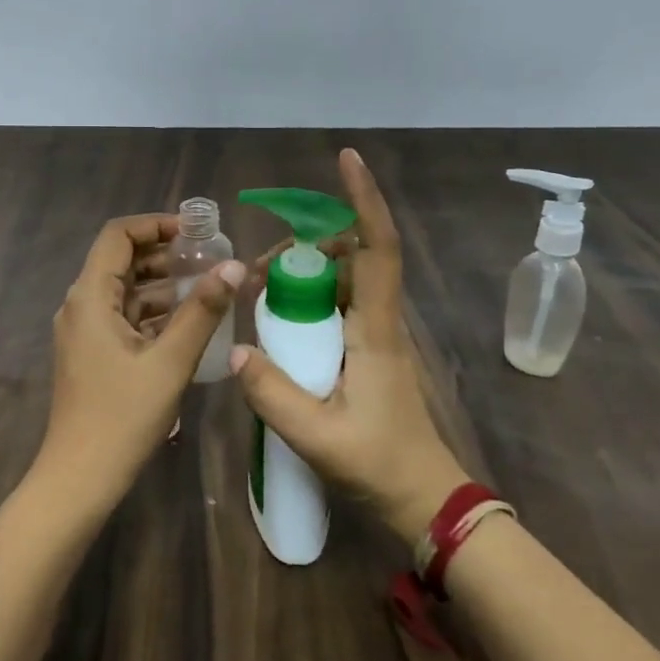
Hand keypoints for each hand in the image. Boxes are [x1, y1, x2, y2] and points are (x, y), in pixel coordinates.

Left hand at [36, 212, 243, 511]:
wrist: (81, 476)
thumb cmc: (123, 416)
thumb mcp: (170, 361)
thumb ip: (202, 311)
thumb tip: (233, 266)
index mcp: (90, 296)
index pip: (118, 235)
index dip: (155, 225)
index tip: (196, 233)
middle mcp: (81, 305)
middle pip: (121, 261)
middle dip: (165, 255)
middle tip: (210, 259)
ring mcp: (85, 331)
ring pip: (125, 292)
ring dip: (163, 285)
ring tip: (208, 288)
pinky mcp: (93, 353)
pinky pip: (124, 318)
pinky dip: (154, 313)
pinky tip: (189, 323)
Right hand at [229, 148, 468, 541]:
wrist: (423, 499)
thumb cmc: (378, 464)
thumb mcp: (317, 435)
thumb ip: (272, 394)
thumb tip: (236, 351)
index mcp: (376, 329)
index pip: (378, 249)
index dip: (364, 201)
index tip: (347, 161)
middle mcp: (381, 321)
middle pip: (355, 256)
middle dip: (311, 245)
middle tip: (263, 270)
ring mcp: (377, 336)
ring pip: (345, 280)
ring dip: (307, 273)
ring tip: (262, 293)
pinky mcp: (369, 352)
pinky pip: (339, 306)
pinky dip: (310, 298)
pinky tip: (280, 322)